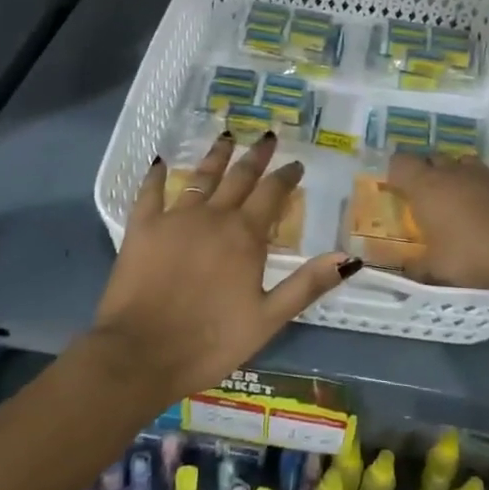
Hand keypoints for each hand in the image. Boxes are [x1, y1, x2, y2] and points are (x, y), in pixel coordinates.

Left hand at [91, 131, 360, 406]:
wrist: (140, 354)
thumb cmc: (210, 341)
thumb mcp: (268, 319)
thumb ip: (307, 284)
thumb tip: (348, 257)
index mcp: (245, 236)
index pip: (272, 194)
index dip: (286, 176)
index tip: (296, 163)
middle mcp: (212, 216)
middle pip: (239, 177)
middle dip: (256, 156)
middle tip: (267, 136)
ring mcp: (174, 218)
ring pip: (200, 177)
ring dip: (216, 155)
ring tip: (227, 136)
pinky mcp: (142, 228)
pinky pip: (150, 192)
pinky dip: (156, 175)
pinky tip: (160, 161)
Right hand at [387, 152, 488, 289]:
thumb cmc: (472, 254)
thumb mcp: (438, 268)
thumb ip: (419, 266)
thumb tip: (408, 268)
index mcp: (428, 186)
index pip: (400, 163)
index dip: (397, 173)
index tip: (398, 188)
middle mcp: (456, 171)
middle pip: (435, 160)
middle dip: (431, 175)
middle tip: (431, 200)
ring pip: (468, 165)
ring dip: (463, 179)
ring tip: (466, 204)